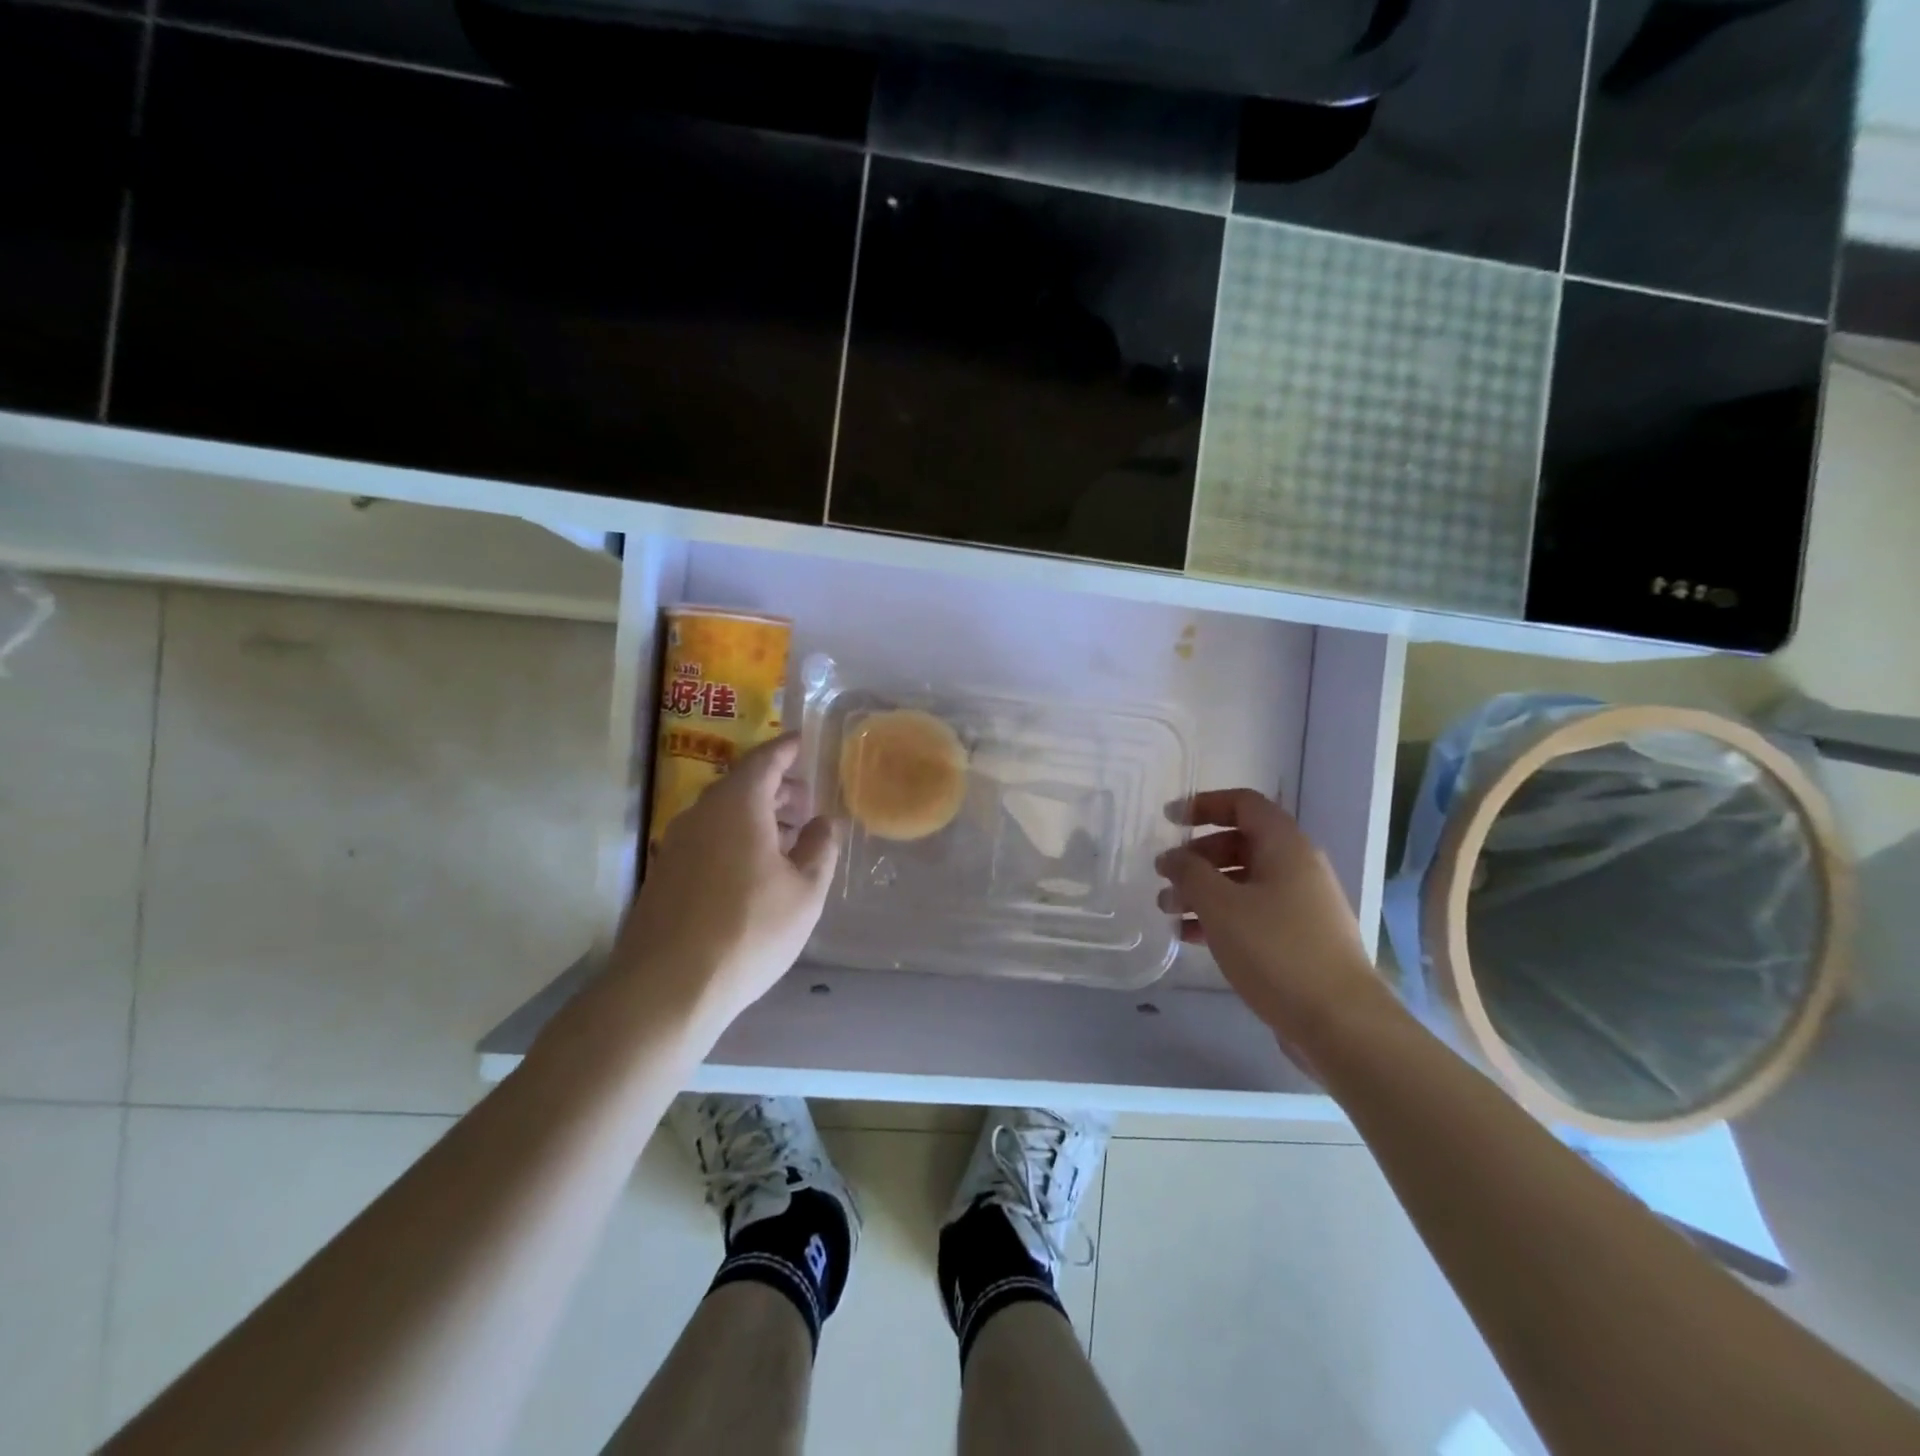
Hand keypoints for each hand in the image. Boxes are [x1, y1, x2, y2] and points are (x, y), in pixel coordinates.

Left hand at [612, 735, 841, 1027]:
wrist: (666, 989)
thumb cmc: (748, 931)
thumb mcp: (804, 892)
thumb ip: (819, 849)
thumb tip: (824, 822)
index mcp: (737, 805)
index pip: (764, 759)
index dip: (787, 749)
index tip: (805, 742)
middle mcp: (700, 815)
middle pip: (741, 785)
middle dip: (776, 788)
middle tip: (806, 802)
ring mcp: (676, 845)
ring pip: (722, 815)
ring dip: (756, 817)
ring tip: (787, 838)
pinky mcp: (664, 875)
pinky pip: (707, 839)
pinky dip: (734, 839)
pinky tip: (753, 872)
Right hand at [1155, 789, 1385, 1058]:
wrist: (1340, 1023)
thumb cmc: (1277, 950)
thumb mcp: (1221, 906)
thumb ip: (1190, 873)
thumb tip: (1173, 857)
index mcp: (1285, 846)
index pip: (1243, 804)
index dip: (1204, 805)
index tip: (1169, 821)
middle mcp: (1297, 868)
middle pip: (1240, 843)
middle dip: (1197, 856)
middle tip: (1164, 875)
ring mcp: (1300, 905)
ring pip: (1242, 882)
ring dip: (1202, 890)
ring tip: (1166, 910)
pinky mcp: (1298, 939)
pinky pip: (1251, 913)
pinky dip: (1220, 917)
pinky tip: (1189, 937)